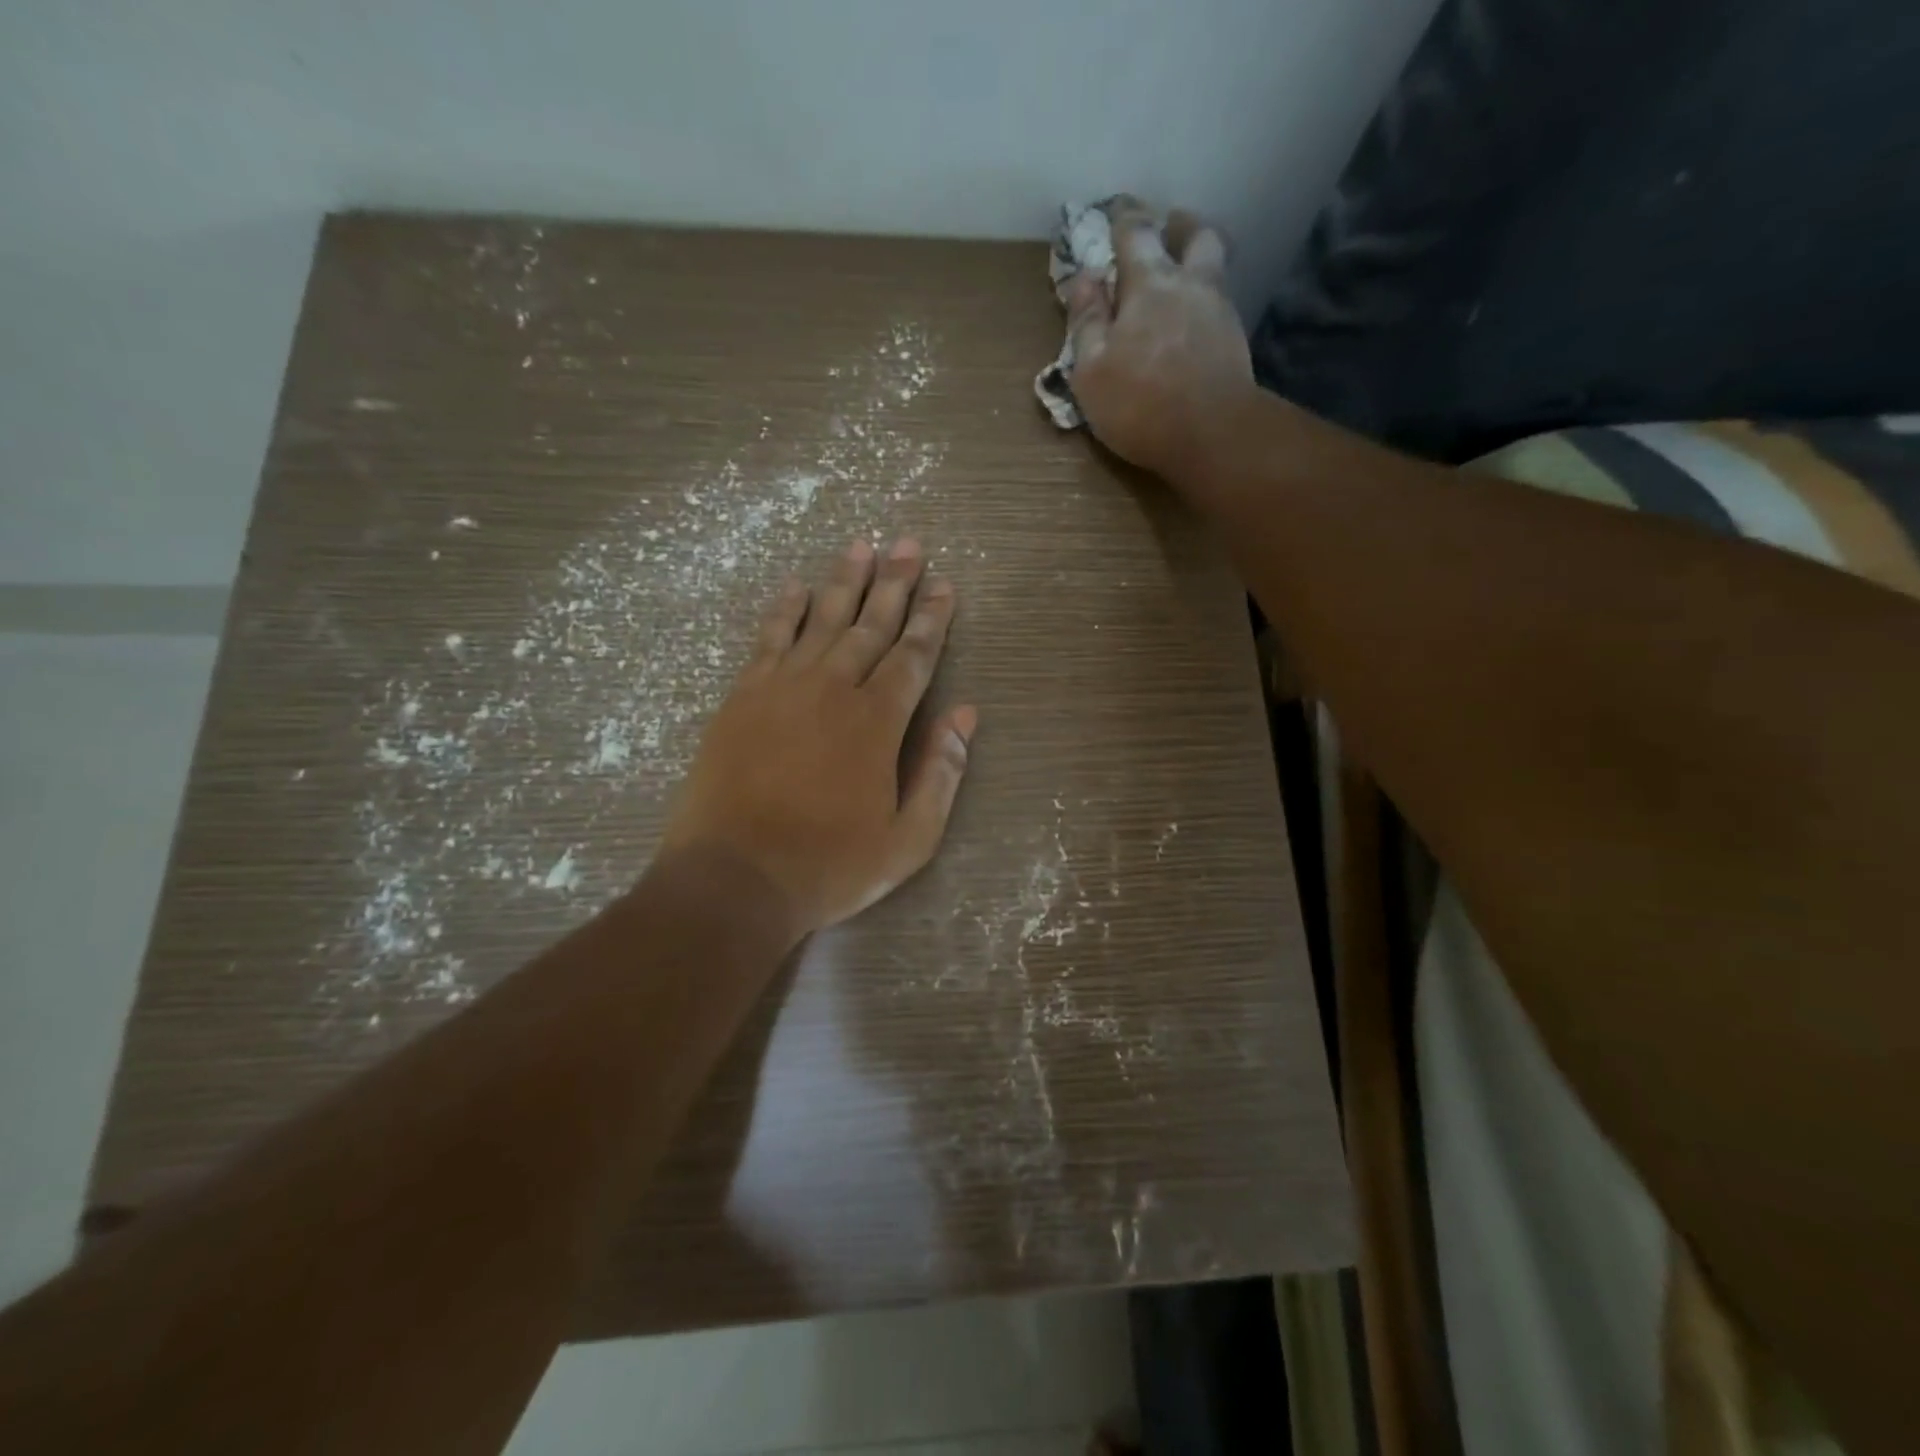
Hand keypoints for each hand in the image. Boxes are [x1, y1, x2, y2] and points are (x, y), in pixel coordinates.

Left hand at [660, 538, 976, 937]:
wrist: (734, 878)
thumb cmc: (829, 865)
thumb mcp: (908, 839)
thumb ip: (940, 773)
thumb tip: (965, 715)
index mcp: (877, 722)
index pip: (913, 656)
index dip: (932, 619)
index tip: (944, 585)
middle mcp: (833, 689)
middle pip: (870, 625)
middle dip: (894, 583)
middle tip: (908, 544)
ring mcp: (783, 688)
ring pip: (821, 620)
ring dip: (844, 581)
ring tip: (861, 545)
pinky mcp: (743, 696)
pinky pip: (768, 639)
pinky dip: (785, 609)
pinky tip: (796, 586)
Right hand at [1065, 200, 1257, 479]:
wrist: (1211, 435)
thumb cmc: (1140, 402)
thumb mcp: (1092, 369)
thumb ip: (1087, 321)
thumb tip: (1084, 279)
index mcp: (1149, 284)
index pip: (1135, 235)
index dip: (1123, 220)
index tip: (1116, 213)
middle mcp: (1190, 284)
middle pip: (1194, 236)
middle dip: (1178, 227)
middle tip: (1168, 228)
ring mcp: (1219, 310)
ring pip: (1214, 266)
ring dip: (1199, 259)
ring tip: (1185, 271)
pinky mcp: (1236, 341)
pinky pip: (1220, 303)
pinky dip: (1207, 299)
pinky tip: (1197, 318)